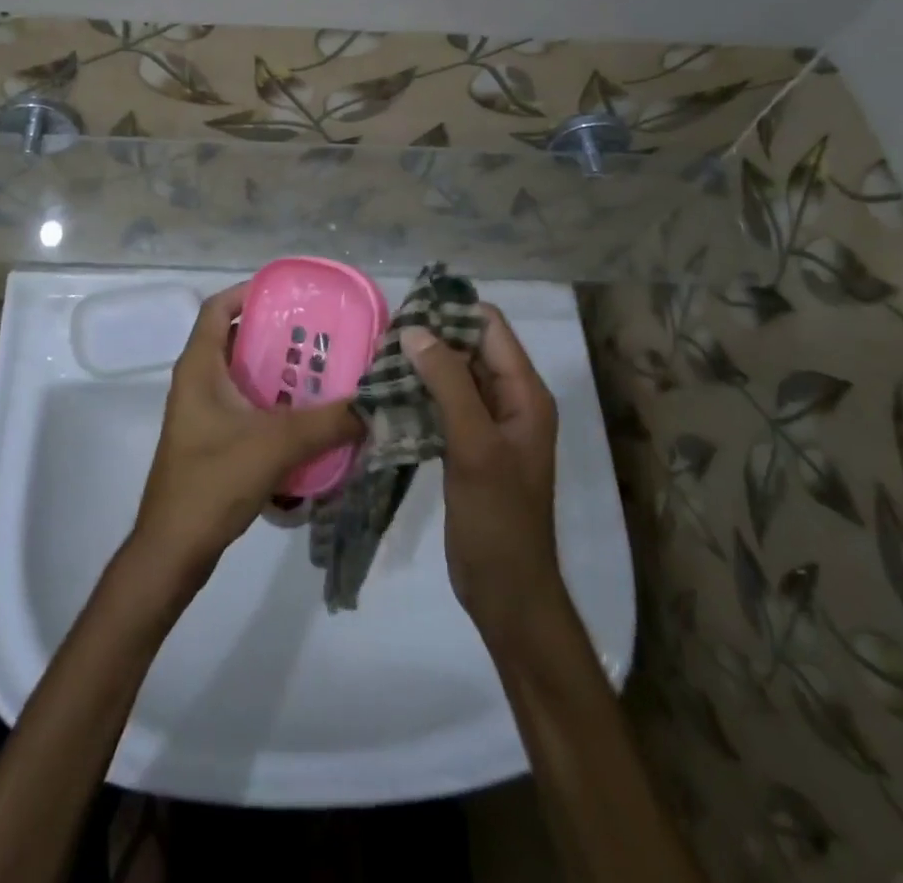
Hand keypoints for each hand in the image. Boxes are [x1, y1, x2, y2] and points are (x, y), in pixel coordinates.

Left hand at [131, 285, 363, 584]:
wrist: (174, 549)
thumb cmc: (213, 482)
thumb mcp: (275, 445)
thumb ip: (327, 423)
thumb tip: (375, 405)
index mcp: (199, 367)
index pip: (217, 308)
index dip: (249, 292)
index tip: (289, 295)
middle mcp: (197, 382)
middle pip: (236, 340)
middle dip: (276, 335)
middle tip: (321, 336)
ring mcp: (202, 413)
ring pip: (243, 377)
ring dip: (278, 373)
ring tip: (323, 373)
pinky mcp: (212, 441)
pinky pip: (246, 407)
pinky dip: (273, 405)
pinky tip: (308, 419)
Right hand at [403, 309, 564, 643]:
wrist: (506, 590)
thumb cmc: (498, 518)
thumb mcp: (474, 446)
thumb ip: (449, 385)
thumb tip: (416, 331)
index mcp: (524, 393)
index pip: (490, 327)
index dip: (452, 312)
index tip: (406, 311)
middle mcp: (509, 400)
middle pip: (469, 347)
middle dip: (430, 338)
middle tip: (382, 338)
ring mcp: (487, 423)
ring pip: (452, 375)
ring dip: (420, 366)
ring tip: (377, 361)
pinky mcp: (467, 444)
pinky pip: (442, 404)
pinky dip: (418, 394)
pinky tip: (386, 395)